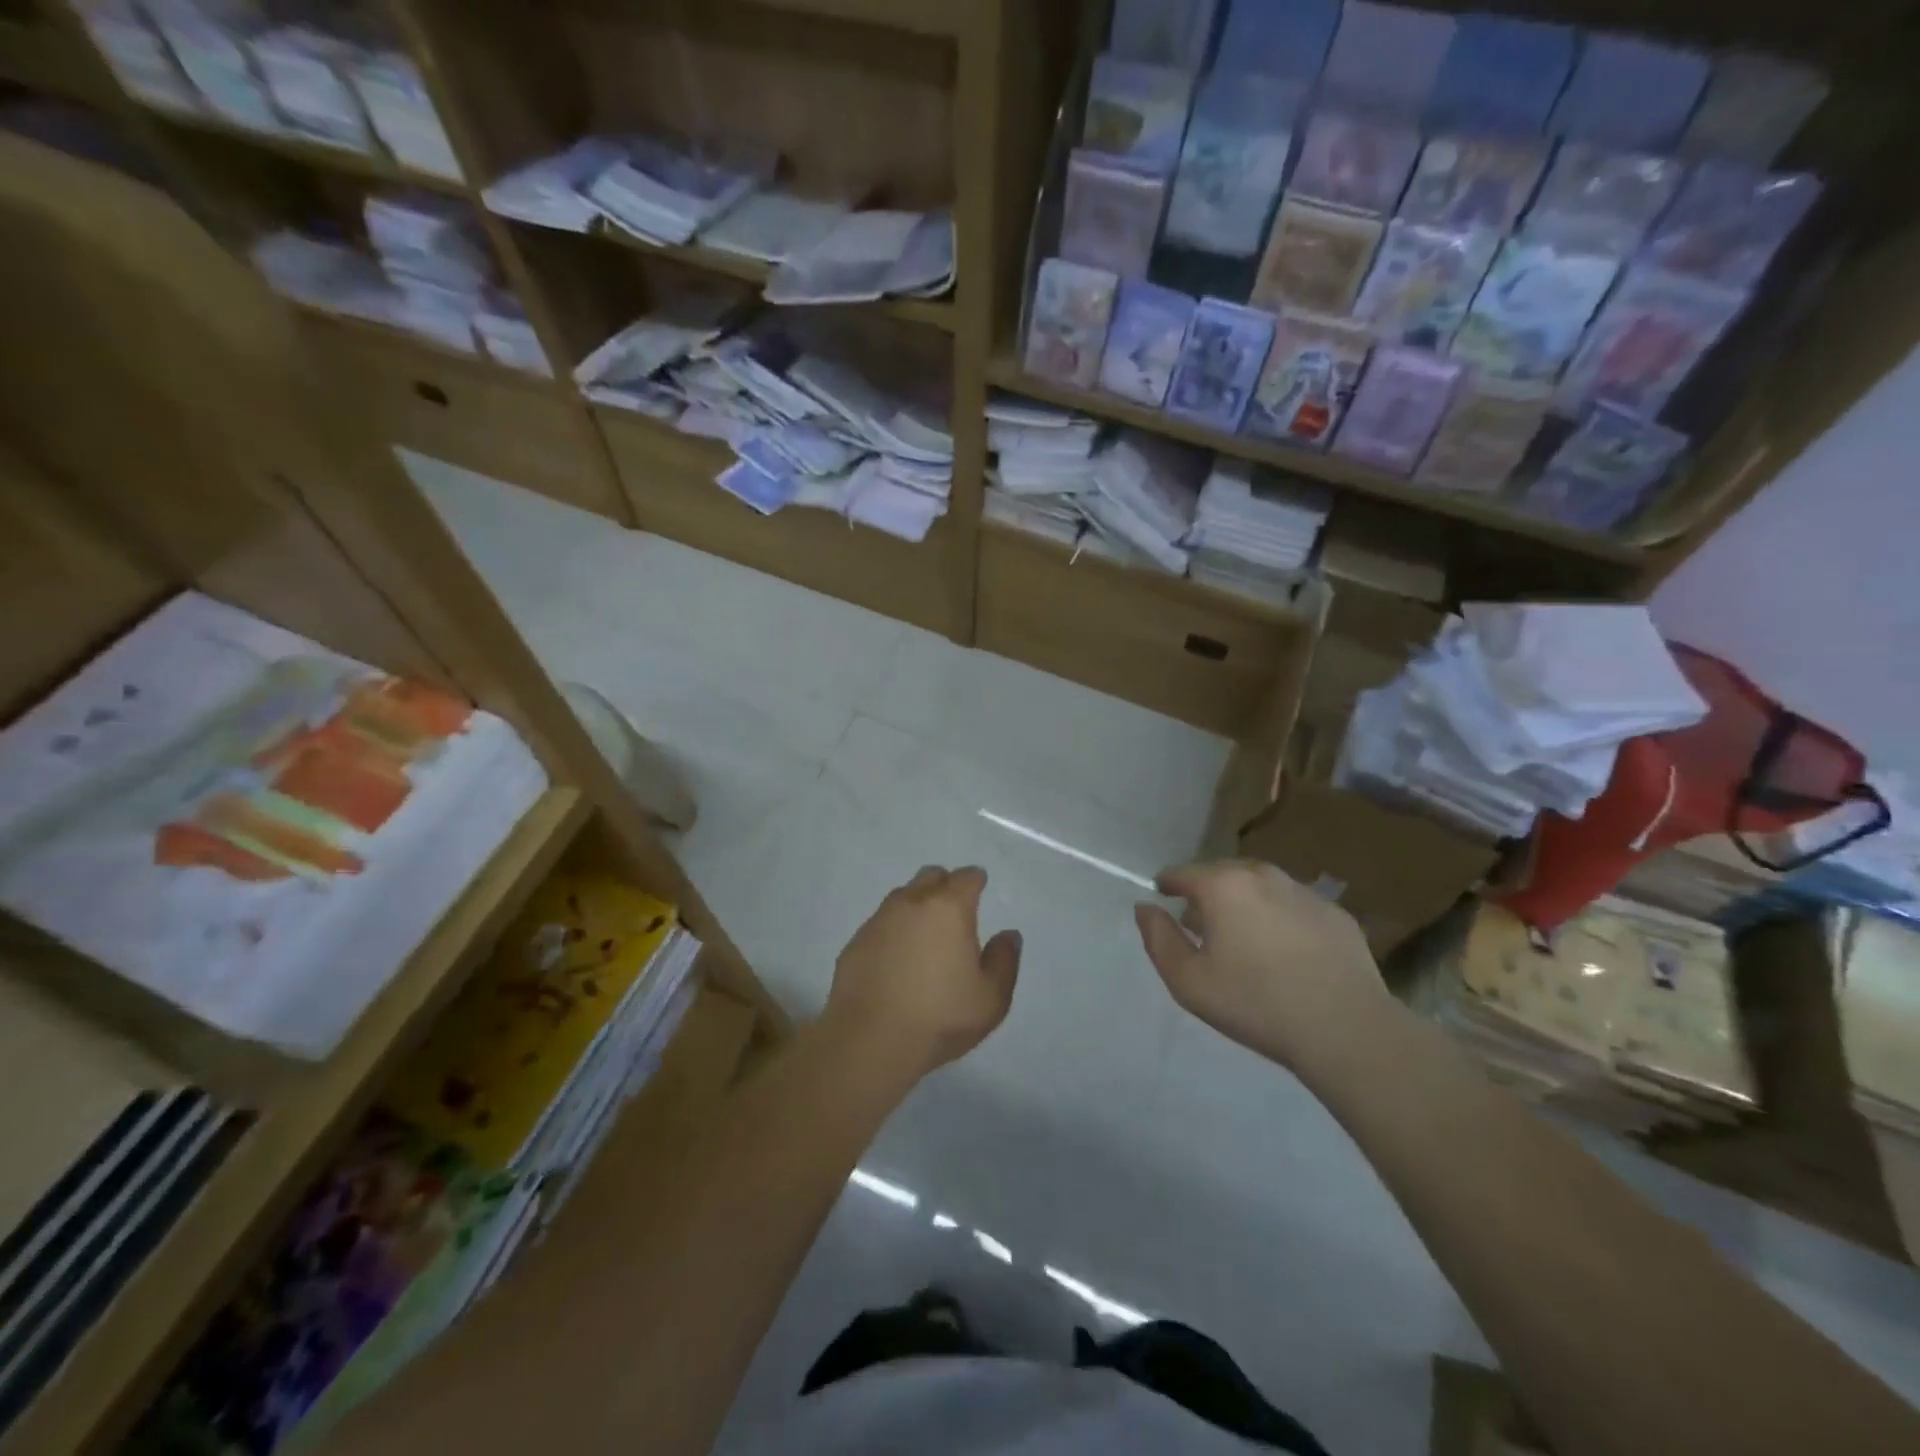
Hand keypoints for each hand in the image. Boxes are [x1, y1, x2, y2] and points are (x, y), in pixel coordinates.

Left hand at [823, 866, 1021, 1083]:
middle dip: (944, 885)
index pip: (966, 877)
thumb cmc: (939, 1017)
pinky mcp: (855, 941)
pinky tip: (896, 956)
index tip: (980, 886)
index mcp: (949, 908)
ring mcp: (878, 920)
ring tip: (924, 933)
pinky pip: (880, 923)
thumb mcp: (990, 998)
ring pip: (902, 897)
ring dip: (916, 905)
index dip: (975, 880)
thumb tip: (1008, 935)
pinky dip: (893, 930)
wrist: (869, 1040)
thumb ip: (1003, 961)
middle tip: (954, 908)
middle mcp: (912, 903)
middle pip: (930, 876)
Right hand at [1134, 860, 1393, 1078]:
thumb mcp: (1189, 981)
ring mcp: (1304, 891)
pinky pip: (1294, 906)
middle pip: (1222, 874)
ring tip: (1247, 941)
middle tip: (1205, 929)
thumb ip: (1158, 938)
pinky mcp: (1336, 913)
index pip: (1182, 873)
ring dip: (1246, 904)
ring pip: (1261, 887)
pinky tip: (1287, 955)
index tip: (1164, 899)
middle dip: (1208, 895)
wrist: (1346, 1029)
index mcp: (1224, 886)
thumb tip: (1144, 907)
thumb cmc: (1256, 1004)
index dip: (1168, 885)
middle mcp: (1263, 875)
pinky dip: (1282, 919)